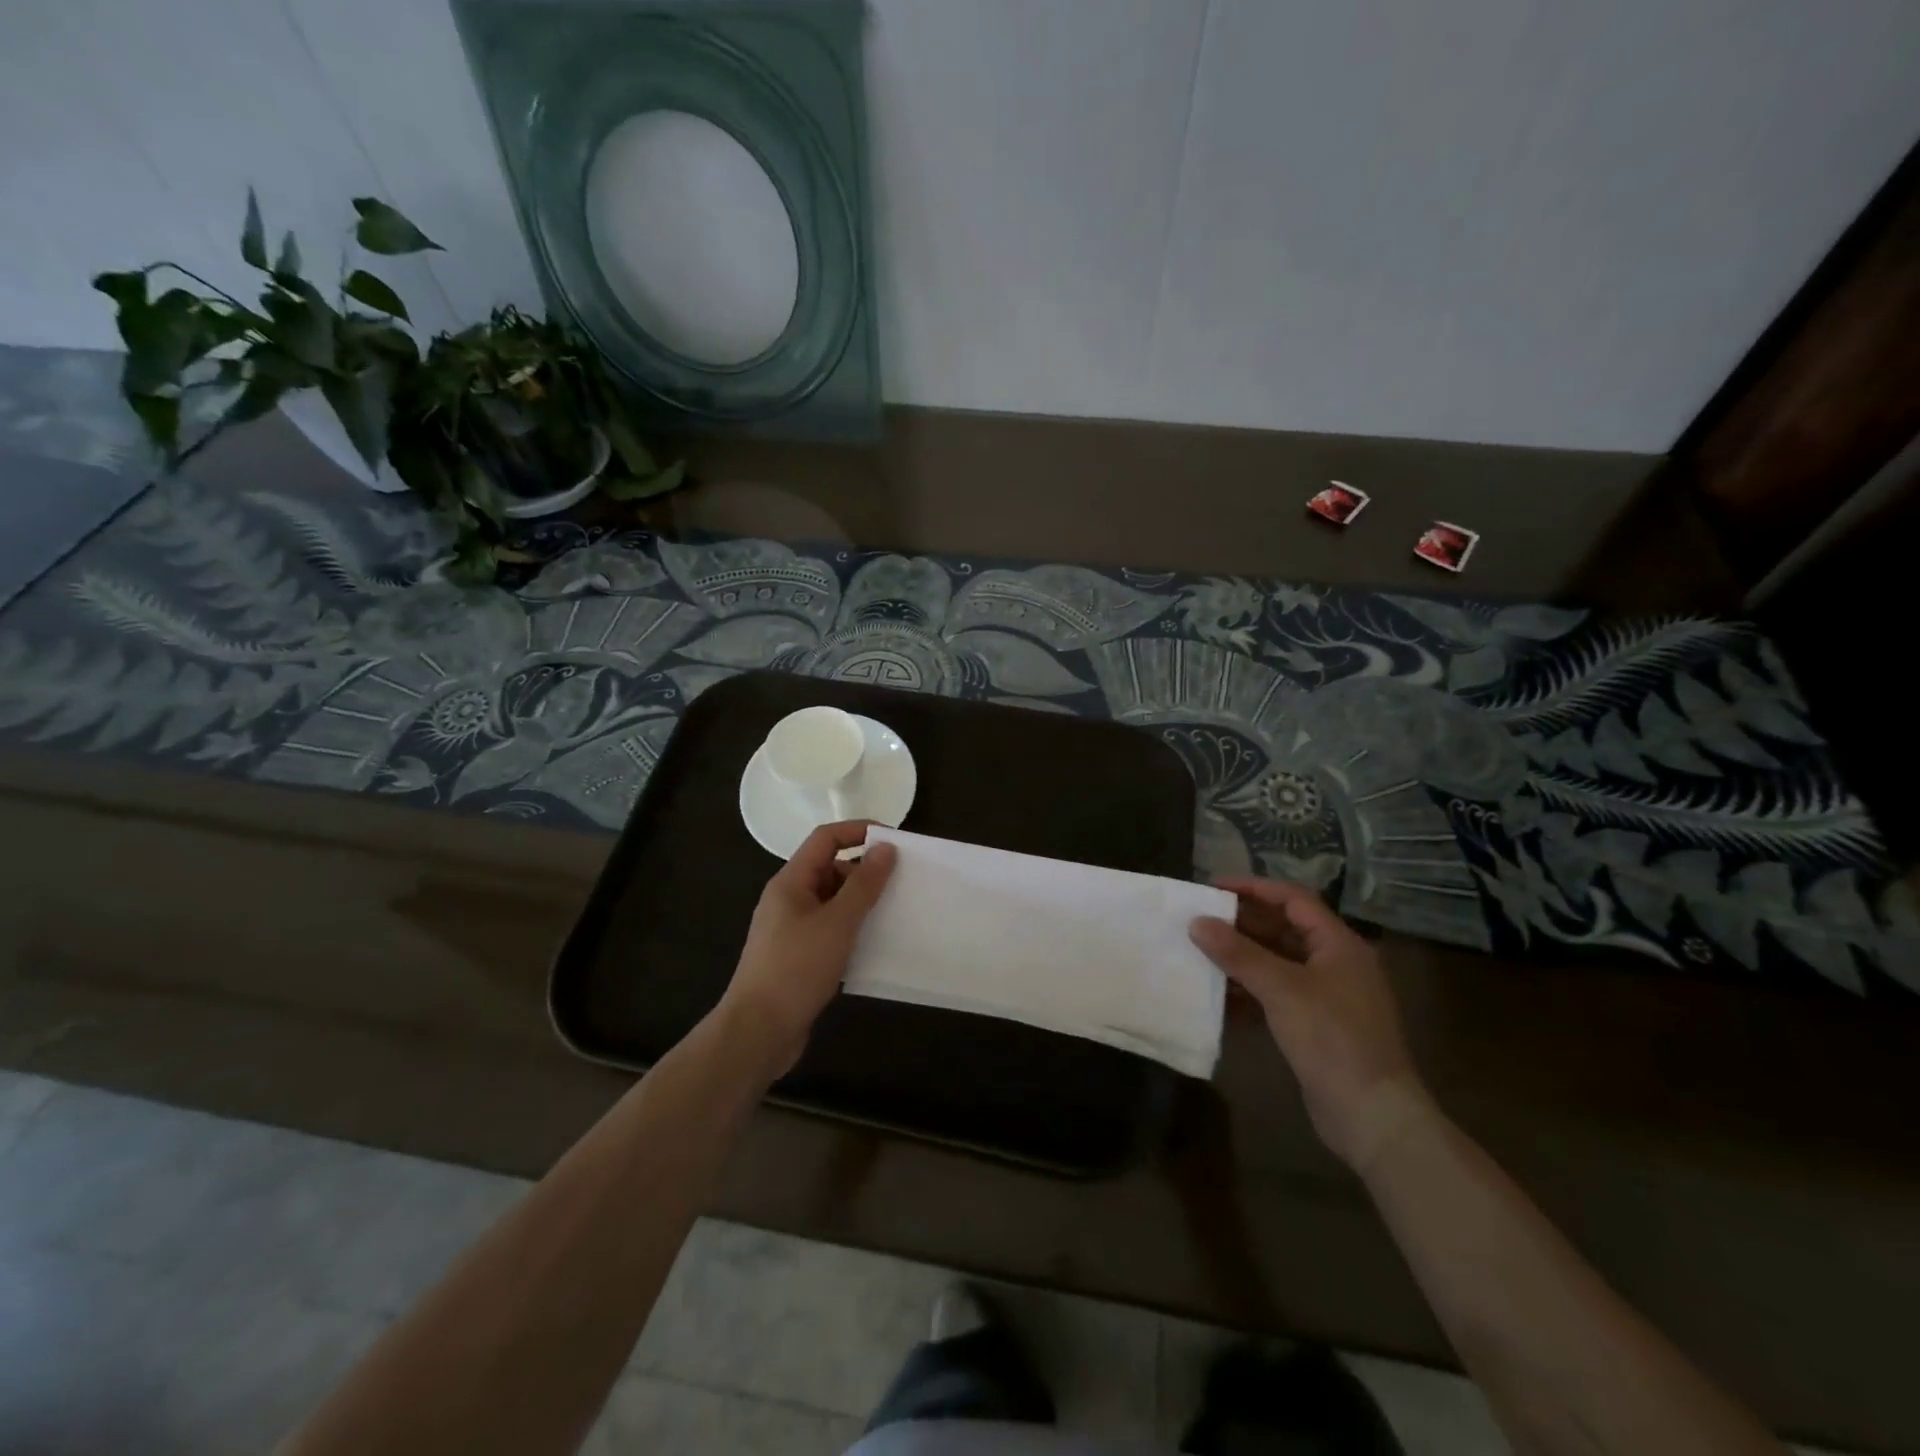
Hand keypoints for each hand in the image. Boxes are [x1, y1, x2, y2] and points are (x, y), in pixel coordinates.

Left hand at [717, 821, 897, 1077]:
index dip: (859, 831)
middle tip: (902, 882)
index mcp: (791, 882)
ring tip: (896, 912)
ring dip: (862, 903)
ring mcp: (792, 929)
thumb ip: (864, 885)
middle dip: (865, 871)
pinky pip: (831, 929)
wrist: (758, 1032)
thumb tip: (885, 848)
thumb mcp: (837, 923)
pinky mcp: (798, 956)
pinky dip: (853, 929)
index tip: (895, 840)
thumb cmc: (796, 968)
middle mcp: (789, 899)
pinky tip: (876, 944)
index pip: (826, 838)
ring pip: (833, 902)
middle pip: (830, 868)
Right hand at [1190, 878, 1431, 1171]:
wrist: (1372, 1115)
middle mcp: (1336, 963)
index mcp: (1339, 944)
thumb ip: (1238, 953)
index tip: (1212, 887)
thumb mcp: (1282, 989)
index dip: (1253, 888)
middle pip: (1284, 929)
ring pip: (1278, 962)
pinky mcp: (1317, 1025)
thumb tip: (1197, 922)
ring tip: (1201, 952)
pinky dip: (1250, 990)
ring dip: (1242, 957)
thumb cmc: (1332, 1039)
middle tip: (1200, 919)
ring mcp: (1328, 996)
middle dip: (1242, 923)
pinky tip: (1220, 996)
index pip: (1293, 899)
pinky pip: (1277, 994)